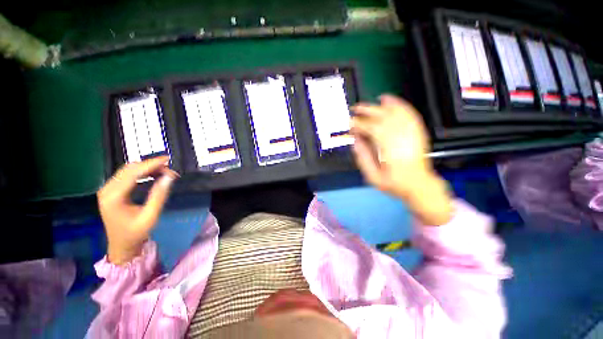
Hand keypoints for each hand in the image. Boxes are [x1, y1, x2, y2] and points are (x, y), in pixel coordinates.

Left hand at [97, 156, 178, 264]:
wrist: (121, 245)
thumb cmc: (136, 233)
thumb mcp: (150, 216)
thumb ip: (159, 196)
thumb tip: (169, 177)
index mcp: (114, 197)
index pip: (133, 173)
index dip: (151, 164)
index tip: (168, 159)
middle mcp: (107, 189)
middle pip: (129, 168)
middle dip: (151, 165)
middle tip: (170, 170)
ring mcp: (107, 189)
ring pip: (128, 170)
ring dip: (146, 168)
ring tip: (164, 172)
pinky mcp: (111, 190)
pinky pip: (126, 175)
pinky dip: (141, 172)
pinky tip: (152, 175)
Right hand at [351, 95, 452, 224]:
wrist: (419, 184)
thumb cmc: (394, 183)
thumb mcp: (373, 176)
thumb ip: (362, 158)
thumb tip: (355, 141)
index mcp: (389, 149)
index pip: (370, 129)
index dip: (358, 124)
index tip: (349, 123)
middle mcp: (401, 137)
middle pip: (382, 117)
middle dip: (367, 111)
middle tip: (355, 109)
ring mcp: (411, 133)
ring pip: (395, 112)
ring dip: (382, 105)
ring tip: (371, 102)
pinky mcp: (417, 132)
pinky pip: (409, 113)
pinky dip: (400, 104)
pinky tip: (392, 100)